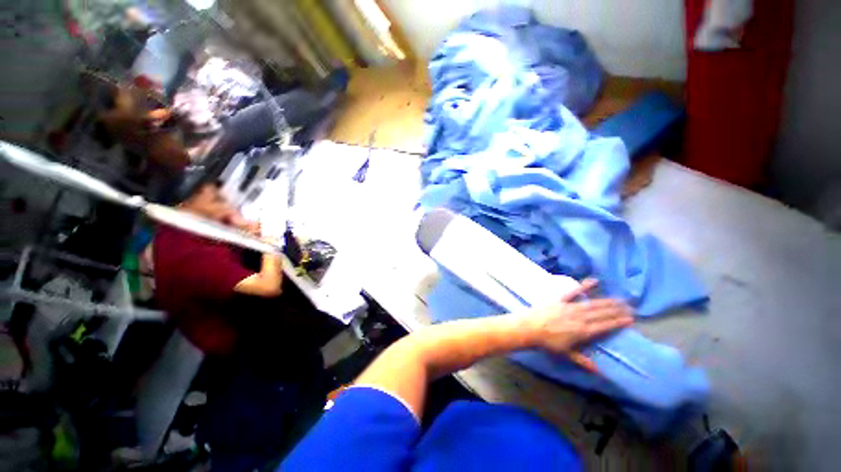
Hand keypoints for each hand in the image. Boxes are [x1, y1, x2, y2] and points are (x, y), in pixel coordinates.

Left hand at [528, 279, 632, 372]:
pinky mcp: (560, 300)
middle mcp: (580, 318)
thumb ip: (583, 361)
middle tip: (630, 307)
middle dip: (617, 310)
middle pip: (602, 313)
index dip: (618, 322)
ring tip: (620, 299)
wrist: (530, 328)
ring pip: (593, 304)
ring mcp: (570, 307)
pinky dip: (584, 286)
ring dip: (607, 301)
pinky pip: (573, 292)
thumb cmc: (547, 343)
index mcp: (583, 331)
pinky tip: (594, 281)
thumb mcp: (566, 354)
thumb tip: (599, 372)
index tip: (630, 319)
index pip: (604, 326)